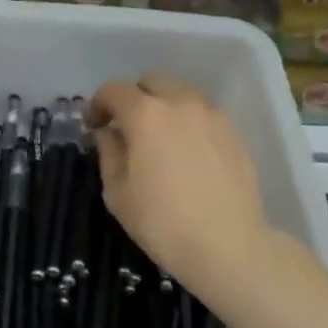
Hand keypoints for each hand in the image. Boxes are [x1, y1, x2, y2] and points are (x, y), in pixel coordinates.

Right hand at [87, 74, 271, 288]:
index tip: (94, 125)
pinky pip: (203, 114)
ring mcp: (211, 115)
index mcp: (146, 114)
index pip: (114, 90)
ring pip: (181, 93)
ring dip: (163, 105)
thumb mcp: (118, 192)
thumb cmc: (162, 222)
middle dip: (133, 97)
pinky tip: (187, 152)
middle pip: (151, 81)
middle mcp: (180, 103)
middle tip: (127, 127)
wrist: (227, 245)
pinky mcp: (233, 132)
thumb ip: (109, 153)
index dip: (97, 103)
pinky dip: (188, 121)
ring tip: (160, 137)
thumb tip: (109, 133)